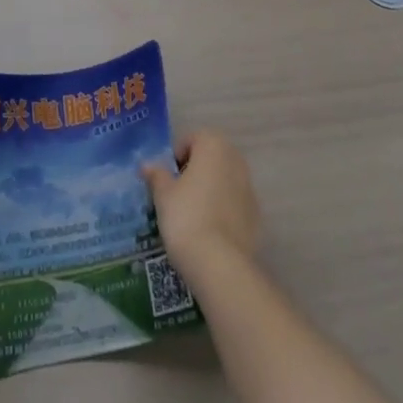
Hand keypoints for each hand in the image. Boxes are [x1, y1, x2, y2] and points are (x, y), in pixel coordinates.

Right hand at [142, 130, 260, 275]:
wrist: (219, 262)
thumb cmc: (186, 216)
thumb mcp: (163, 194)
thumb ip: (157, 175)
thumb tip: (147, 165)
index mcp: (214, 146)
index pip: (191, 139)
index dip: (175, 157)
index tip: (165, 179)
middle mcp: (236, 160)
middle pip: (210, 158)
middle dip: (193, 171)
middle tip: (175, 195)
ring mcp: (249, 188)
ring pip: (223, 180)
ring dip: (209, 190)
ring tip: (190, 215)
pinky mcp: (255, 215)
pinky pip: (234, 204)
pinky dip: (222, 210)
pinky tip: (208, 231)